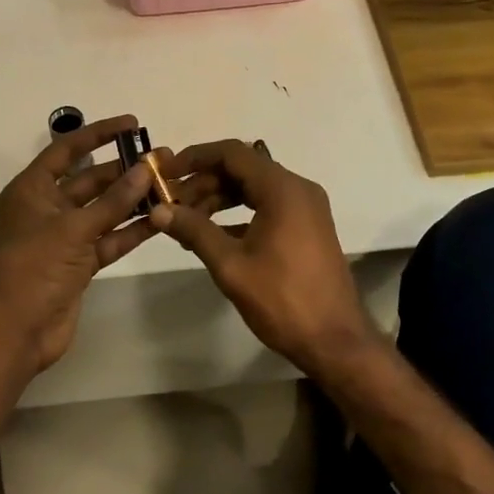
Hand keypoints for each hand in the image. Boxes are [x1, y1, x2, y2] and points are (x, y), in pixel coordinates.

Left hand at [0, 114, 161, 374]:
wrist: (17, 332)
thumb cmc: (35, 269)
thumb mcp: (74, 229)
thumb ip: (113, 201)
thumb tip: (146, 169)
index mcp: (33, 189)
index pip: (67, 149)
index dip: (98, 133)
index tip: (132, 124)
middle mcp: (48, 207)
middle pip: (90, 179)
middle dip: (125, 169)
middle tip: (162, 158)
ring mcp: (65, 236)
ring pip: (104, 209)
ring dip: (133, 198)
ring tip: (169, 183)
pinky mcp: (80, 262)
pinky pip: (110, 237)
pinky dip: (132, 229)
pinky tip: (161, 217)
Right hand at [150, 140, 376, 372]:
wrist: (335, 341)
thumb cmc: (282, 300)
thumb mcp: (231, 265)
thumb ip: (194, 230)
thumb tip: (158, 210)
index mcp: (283, 189)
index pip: (232, 153)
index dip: (195, 158)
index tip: (166, 173)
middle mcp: (298, 188)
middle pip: (243, 168)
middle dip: (204, 182)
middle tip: (171, 205)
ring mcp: (306, 207)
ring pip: (254, 187)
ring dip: (219, 198)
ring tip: (186, 222)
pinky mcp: (307, 226)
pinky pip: (268, 205)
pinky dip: (239, 213)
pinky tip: (214, 235)